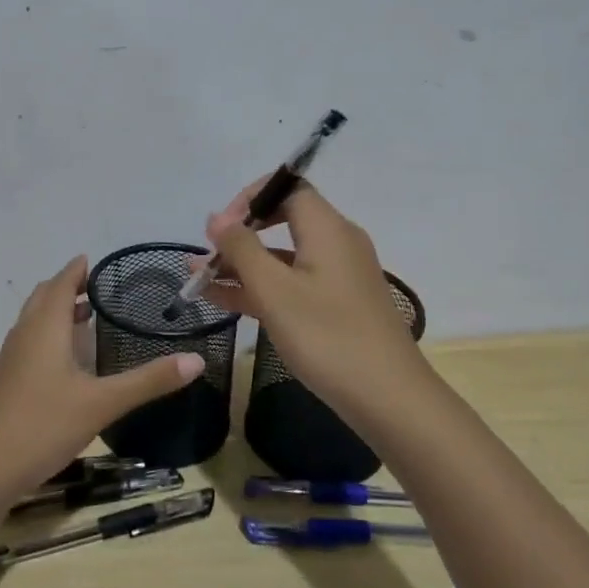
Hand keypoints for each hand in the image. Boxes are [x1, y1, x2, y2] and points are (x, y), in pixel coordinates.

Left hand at [0, 256, 205, 502]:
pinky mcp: (8, 381)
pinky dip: (50, 335)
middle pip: (44, 297)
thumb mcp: (102, 403)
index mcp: (44, 327)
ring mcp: (12, 359)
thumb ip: (148, 381)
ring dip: (58, 311)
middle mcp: (25, 334)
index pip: (61, 282)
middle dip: (68, 286)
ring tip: (88, 315)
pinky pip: (31, 342)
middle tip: (100, 288)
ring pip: (35, 320)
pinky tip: (69, 360)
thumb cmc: (42, 425)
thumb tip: (197, 360)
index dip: (78, 269)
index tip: (99, 261)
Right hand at [200, 180, 429, 421]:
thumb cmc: (328, 337)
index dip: (249, 198)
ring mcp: (338, 276)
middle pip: (282, 221)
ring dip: (242, 266)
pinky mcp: (337, 305)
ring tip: (198, 280)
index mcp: (327, 228)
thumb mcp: (274, 291)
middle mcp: (336, 243)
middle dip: (239, 236)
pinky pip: (293, 283)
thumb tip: (217, 217)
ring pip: (283, 258)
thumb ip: (242, 249)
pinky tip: (224, 301)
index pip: (287, 187)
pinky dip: (261, 288)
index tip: (220, 228)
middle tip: (206, 258)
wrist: (390, 399)